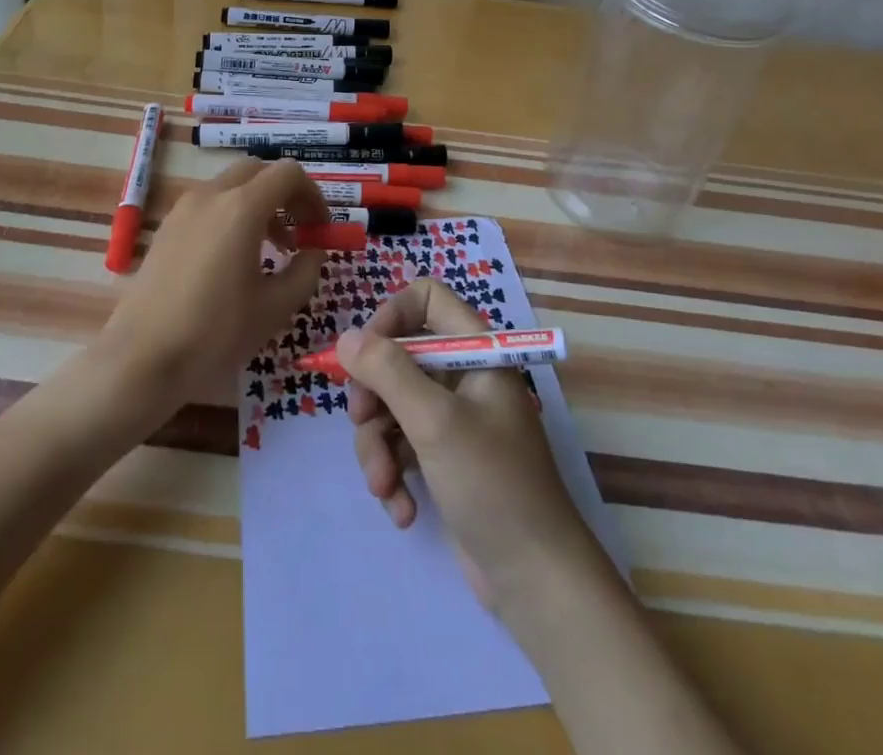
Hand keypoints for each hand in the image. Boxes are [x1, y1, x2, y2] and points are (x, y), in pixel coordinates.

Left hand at [96, 159, 326, 405]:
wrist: (142, 358)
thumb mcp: (275, 307)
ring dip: (259, 203)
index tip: (321, 228)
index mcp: (242, 207)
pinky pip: (210, 203)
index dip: (313, 195)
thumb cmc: (215, 332)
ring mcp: (184, 207)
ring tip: (272, 248)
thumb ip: (306, 271)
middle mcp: (212, 195)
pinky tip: (235, 257)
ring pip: (232, 185)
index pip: (289, 174)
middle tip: (300, 231)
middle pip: (259, 171)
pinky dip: (232, 214)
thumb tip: (314, 251)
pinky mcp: (168, 226)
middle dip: (286, 194)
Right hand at [337, 280, 613, 616]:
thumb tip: (346, 338)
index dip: (391, 316)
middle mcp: (464, 377)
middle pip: (398, 356)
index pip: (426, 299)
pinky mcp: (444, 460)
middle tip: (362, 421)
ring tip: (384, 486)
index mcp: (476, 351)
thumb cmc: (493, 485)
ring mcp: (454, 420)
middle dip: (373, 394)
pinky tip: (402, 510)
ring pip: (392, 406)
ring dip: (378, 446)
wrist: (536, 582)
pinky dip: (394, 474)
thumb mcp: (435, 422)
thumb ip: (388, 372)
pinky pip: (401, 446)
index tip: (365, 354)